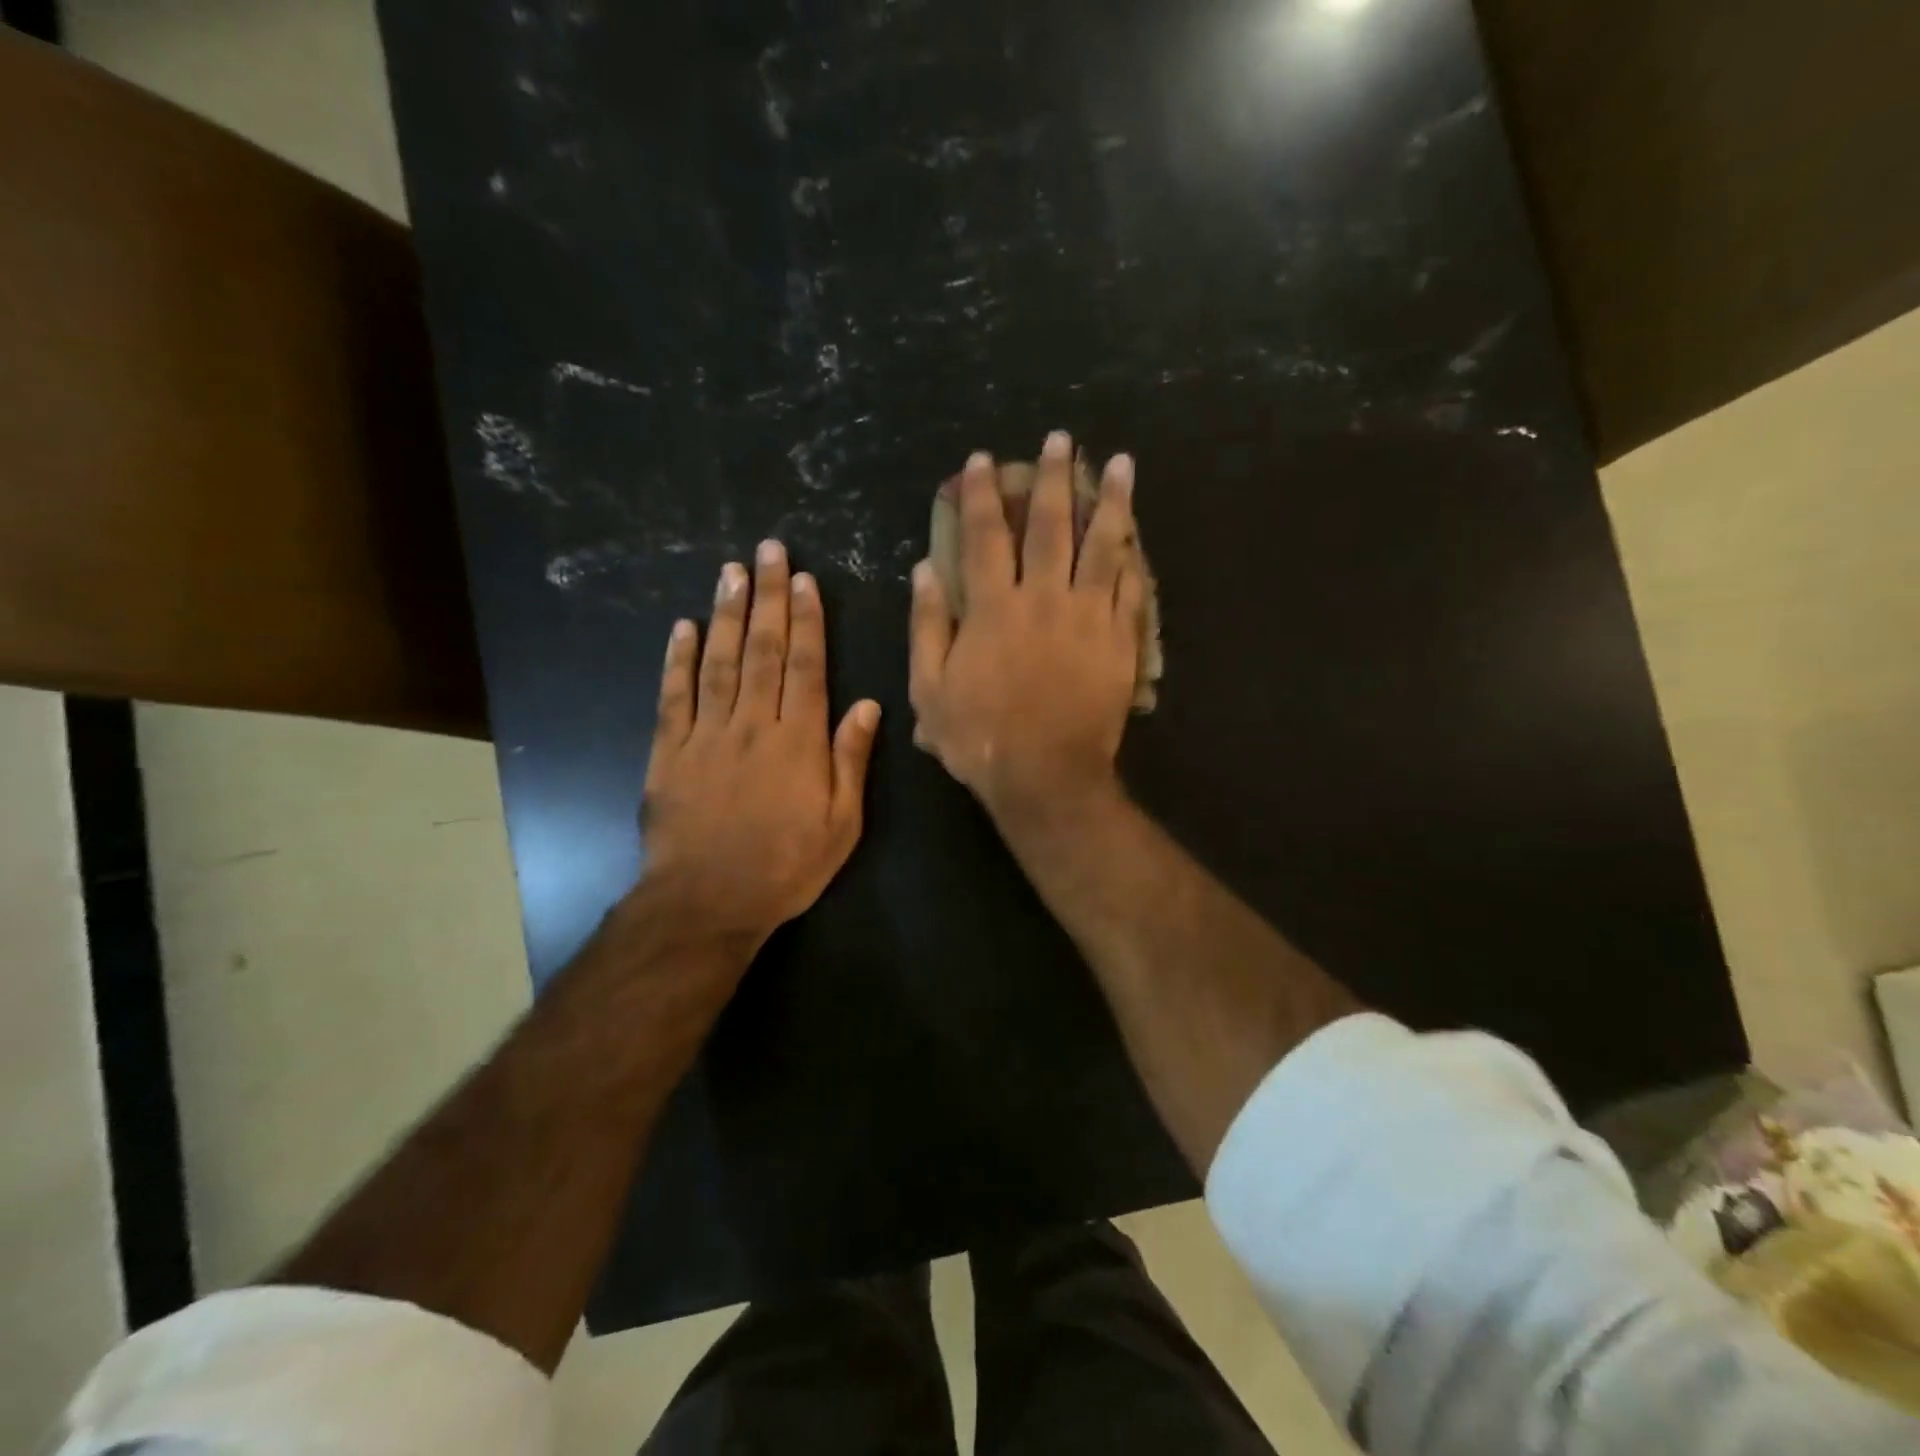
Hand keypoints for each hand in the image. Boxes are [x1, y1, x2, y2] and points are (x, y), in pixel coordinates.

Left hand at [637, 542, 879, 953]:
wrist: (707, 903)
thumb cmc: (785, 867)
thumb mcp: (841, 824)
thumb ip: (851, 760)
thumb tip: (867, 704)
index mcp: (798, 741)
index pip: (804, 666)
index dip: (805, 619)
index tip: (803, 579)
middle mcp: (753, 725)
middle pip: (761, 650)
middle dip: (766, 597)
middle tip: (766, 550)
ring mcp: (706, 735)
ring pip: (718, 662)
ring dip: (725, 613)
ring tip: (730, 571)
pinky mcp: (668, 752)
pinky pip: (673, 696)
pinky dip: (677, 659)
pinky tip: (682, 627)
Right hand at [910, 431, 1144, 823]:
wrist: (1047, 776)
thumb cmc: (980, 737)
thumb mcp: (930, 688)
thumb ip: (927, 625)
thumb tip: (925, 569)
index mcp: (993, 608)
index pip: (984, 536)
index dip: (982, 494)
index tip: (983, 460)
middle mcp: (1043, 599)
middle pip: (1050, 526)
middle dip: (1053, 478)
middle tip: (1061, 440)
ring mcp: (1088, 616)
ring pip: (1102, 546)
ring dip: (1110, 501)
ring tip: (1121, 463)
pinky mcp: (1119, 640)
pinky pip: (1129, 587)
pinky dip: (1132, 555)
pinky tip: (1136, 530)